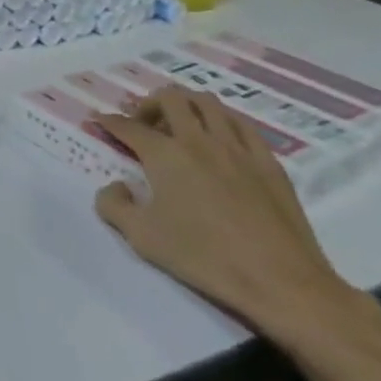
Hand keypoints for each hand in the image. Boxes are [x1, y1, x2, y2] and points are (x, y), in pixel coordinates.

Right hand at [92, 86, 365, 345]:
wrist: (281, 282)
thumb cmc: (204, 257)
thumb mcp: (142, 237)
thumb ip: (114, 205)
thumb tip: (115, 186)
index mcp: (165, 155)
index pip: (129, 127)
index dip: (109, 122)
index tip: (99, 121)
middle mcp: (199, 140)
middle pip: (171, 98)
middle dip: (148, 104)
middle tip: (143, 125)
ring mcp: (238, 148)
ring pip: (208, 103)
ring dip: (186, 106)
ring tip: (180, 127)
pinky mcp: (269, 163)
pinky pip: (242, 124)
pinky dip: (222, 122)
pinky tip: (220, 140)